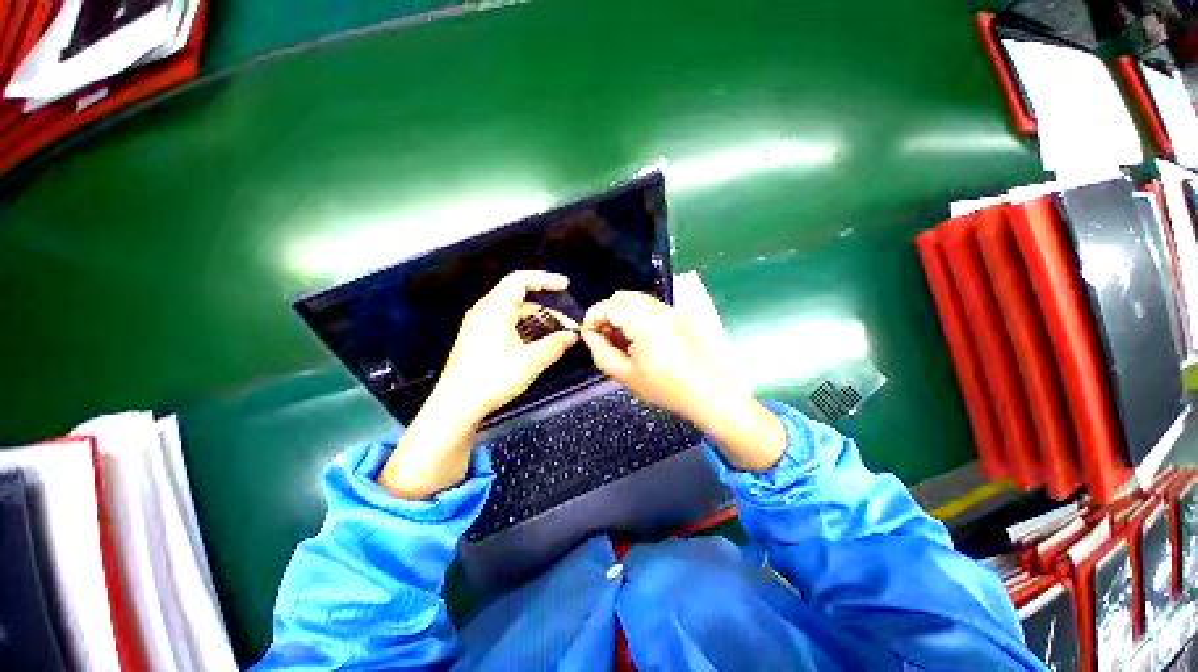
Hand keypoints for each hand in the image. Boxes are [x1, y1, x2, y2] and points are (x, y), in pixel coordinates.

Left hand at [379, 271, 578, 498]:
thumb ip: (555, 344)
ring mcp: (479, 326)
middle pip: (521, 300)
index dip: (545, 279)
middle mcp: (485, 312)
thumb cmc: (493, 378)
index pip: (521, 280)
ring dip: (538, 323)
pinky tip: (538, 346)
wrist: (456, 405)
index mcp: (494, 308)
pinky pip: (507, 326)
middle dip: (548, 311)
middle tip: (568, 326)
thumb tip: (573, 335)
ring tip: (558, 338)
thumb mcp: (531, 361)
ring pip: (514, 315)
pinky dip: (525, 331)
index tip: (566, 285)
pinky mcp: (478, 340)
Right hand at [581, 291, 785, 471]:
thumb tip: (590, 336)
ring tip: (620, 340)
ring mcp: (670, 311)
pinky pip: (649, 307)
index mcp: (643, 321)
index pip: (608, 306)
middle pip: (621, 297)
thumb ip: (601, 353)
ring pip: (635, 300)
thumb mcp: (625, 374)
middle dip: (606, 313)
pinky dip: (636, 316)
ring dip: (621, 314)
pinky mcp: (677, 317)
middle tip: (603, 338)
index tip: (588, 336)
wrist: (707, 393)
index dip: (592, 318)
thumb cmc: (664, 387)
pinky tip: (637, 339)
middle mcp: (657, 309)